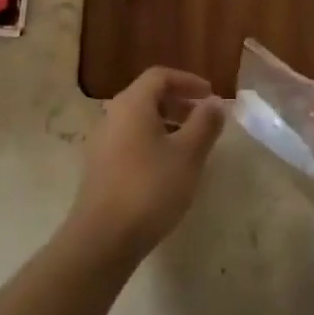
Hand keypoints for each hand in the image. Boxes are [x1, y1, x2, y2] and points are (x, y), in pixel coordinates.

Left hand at [66, 67, 225, 260]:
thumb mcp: (188, 155)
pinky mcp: (99, 167)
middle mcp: (113, 115)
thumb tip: (215, 103)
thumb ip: (204, 124)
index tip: (210, 96)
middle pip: (148, 96)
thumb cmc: (150, 188)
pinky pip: (129, 140)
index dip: (188, 81)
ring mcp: (102, 142)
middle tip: (204, 119)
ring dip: (166, 124)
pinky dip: (152, 142)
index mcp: (132, 103)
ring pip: (138, 120)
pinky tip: (167, 169)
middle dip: (179, 103)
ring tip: (190, 145)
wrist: (102, 238)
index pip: (160, 76)